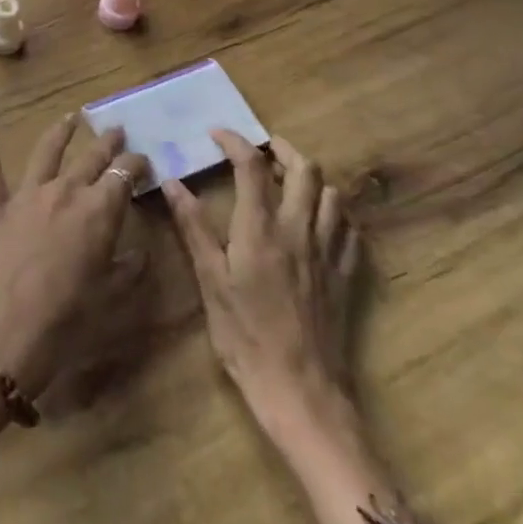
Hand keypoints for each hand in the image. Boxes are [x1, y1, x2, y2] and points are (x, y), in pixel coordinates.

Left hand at [0, 116, 149, 396]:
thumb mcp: (113, 298)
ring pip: (46, 152)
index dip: (137, 164)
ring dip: (60, 132)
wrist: (7, 332)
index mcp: (99, 210)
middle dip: (107, 143)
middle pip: (91, 157)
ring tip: (71, 117)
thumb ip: (131, 270)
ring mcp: (28, 195)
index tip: (144, 161)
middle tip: (116, 131)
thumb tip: (141, 253)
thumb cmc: (69, 320)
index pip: (125, 174)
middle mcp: (65, 191)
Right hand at [162, 130, 364, 441]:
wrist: (300, 389)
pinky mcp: (346, 274)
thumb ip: (194, 227)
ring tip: (289, 182)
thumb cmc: (245, 336)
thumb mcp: (210, 281)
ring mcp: (328, 251)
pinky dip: (335, 212)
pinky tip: (319, 220)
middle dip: (282, 150)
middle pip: (305, 170)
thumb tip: (172, 183)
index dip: (235, 142)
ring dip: (311, 178)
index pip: (251, 167)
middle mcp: (300, 230)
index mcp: (261, 229)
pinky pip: (350, 228)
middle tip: (261, 150)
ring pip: (332, 194)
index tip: (218, 134)